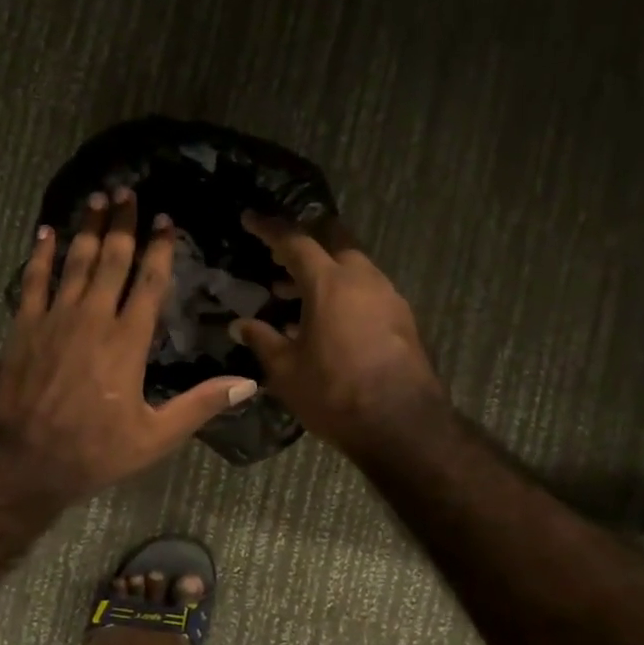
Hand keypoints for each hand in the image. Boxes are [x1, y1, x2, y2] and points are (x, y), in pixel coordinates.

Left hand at [0, 190, 259, 501]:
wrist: (22, 461)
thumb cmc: (93, 451)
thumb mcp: (155, 437)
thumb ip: (200, 405)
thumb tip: (248, 383)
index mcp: (127, 341)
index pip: (148, 282)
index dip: (159, 248)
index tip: (165, 220)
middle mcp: (92, 318)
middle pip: (111, 259)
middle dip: (122, 224)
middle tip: (128, 191)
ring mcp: (54, 319)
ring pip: (75, 261)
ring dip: (87, 228)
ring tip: (97, 198)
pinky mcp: (23, 327)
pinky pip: (33, 280)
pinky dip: (40, 254)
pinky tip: (46, 233)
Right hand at [231, 213, 445, 455]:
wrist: (402, 425)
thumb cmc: (334, 393)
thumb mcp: (286, 370)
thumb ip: (262, 340)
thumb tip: (240, 324)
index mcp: (329, 283)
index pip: (295, 241)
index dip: (270, 229)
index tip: (250, 219)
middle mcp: (363, 279)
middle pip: (334, 241)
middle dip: (306, 241)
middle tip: (280, 256)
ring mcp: (389, 296)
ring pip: (354, 266)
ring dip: (325, 272)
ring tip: (293, 295)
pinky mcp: (403, 318)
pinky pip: (367, 290)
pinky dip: (344, 292)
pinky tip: (326, 321)